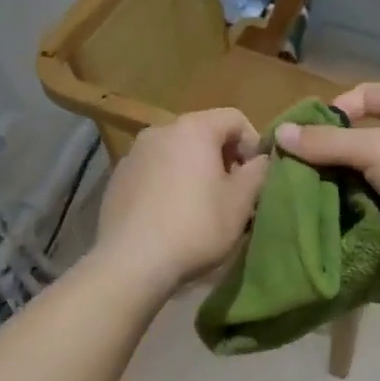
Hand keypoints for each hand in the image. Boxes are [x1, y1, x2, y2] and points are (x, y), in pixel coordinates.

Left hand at [93, 108, 270, 290]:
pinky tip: (171, 215)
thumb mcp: (241, 202)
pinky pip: (154, 171)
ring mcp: (134, 153)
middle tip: (232, 194)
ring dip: (195, 171)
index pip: (235, 118)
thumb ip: (259, 172)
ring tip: (202, 207)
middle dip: (223, 158)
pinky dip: (169, 183)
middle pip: (203, 133)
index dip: (253, 144)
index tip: (255, 177)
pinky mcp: (117, 177)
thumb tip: (262, 159)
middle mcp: (160, 130)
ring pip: (177, 153)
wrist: (131, 261)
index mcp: (194, 129)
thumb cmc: (195, 227)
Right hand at [274, 83, 379, 267]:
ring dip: (343, 186)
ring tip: (311, 201)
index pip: (355, 97)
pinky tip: (337, 219)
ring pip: (366, 172)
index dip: (327, 115)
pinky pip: (379, 198)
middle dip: (329, 157)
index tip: (302, 141)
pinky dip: (361, 207)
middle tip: (298, 177)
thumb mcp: (370, 149)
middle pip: (357, 137)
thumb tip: (278, 135)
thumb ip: (324, 144)